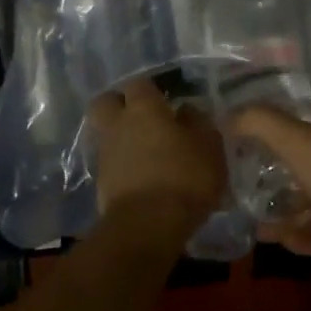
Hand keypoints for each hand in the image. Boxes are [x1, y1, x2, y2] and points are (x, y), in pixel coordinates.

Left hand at [88, 79, 225, 228]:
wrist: (146, 226)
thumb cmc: (184, 178)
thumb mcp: (209, 147)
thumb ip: (198, 123)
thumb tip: (186, 111)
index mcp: (143, 108)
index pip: (139, 84)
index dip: (151, 90)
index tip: (167, 101)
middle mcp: (118, 124)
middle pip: (106, 102)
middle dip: (120, 105)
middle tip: (143, 118)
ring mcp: (105, 153)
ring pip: (107, 133)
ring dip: (122, 138)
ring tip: (148, 152)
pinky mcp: (100, 182)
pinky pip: (110, 162)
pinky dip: (123, 164)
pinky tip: (143, 176)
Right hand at [227, 93, 310, 289]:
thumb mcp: (300, 142)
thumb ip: (261, 123)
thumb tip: (228, 115)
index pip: (309, 101)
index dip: (278, 102)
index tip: (243, 111)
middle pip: (307, 151)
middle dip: (273, 160)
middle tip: (237, 168)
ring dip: (283, 203)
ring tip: (247, 211)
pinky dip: (301, 233)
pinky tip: (275, 239)